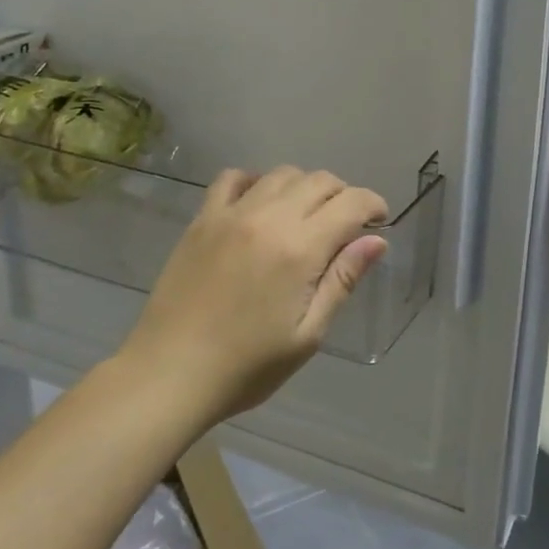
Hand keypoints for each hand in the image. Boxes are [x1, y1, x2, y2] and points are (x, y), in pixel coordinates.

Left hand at [123, 166, 389, 422]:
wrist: (169, 374)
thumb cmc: (247, 366)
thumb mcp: (307, 334)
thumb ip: (342, 280)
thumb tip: (376, 241)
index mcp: (299, 248)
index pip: (350, 203)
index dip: (373, 205)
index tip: (379, 221)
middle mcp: (268, 218)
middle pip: (319, 180)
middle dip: (343, 194)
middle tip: (346, 224)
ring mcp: (231, 214)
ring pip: (281, 174)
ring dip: (304, 187)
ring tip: (305, 215)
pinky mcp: (202, 219)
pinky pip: (232, 178)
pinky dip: (255, 181)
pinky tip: (259, 203)